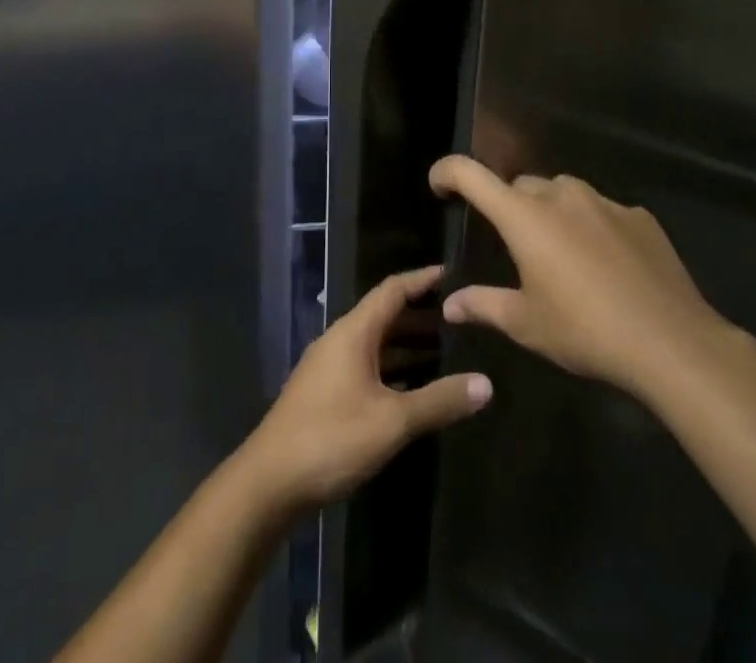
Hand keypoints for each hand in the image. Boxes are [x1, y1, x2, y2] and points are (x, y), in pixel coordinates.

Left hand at [240, 265, 491, 512]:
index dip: (421, 279)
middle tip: (459, 319)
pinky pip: (366, 366)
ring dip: (406, 345)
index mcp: (354, 332)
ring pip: (374, 344)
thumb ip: (438, 401)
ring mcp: (329, 367)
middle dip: (420, 315)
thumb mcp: (392, 421)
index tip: (452, 272)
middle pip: (384, 315)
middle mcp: (340, 340)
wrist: (269, 483)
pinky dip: (391, 368)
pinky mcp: (325, 394)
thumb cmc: (331, 438)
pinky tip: (412, 390)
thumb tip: (486, 384)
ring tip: (444, 352)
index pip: (392, 290)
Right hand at [430, 156, 737, 402]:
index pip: (472, 175)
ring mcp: (603, 201)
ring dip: (552, 213)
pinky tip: (606, 264)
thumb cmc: (586, 332)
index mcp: (525, 217)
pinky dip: (592, 226)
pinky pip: (602, 210)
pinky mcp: (638, 215)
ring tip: (561, 255)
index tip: (438, 185)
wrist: (671, 342)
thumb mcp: (527, 324)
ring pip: (563, 193)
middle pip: (521, 187)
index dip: (448, 172)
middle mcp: (561, 195)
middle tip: (515, 248)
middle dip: (510, 208)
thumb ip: (484, 305)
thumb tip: (451, 303)